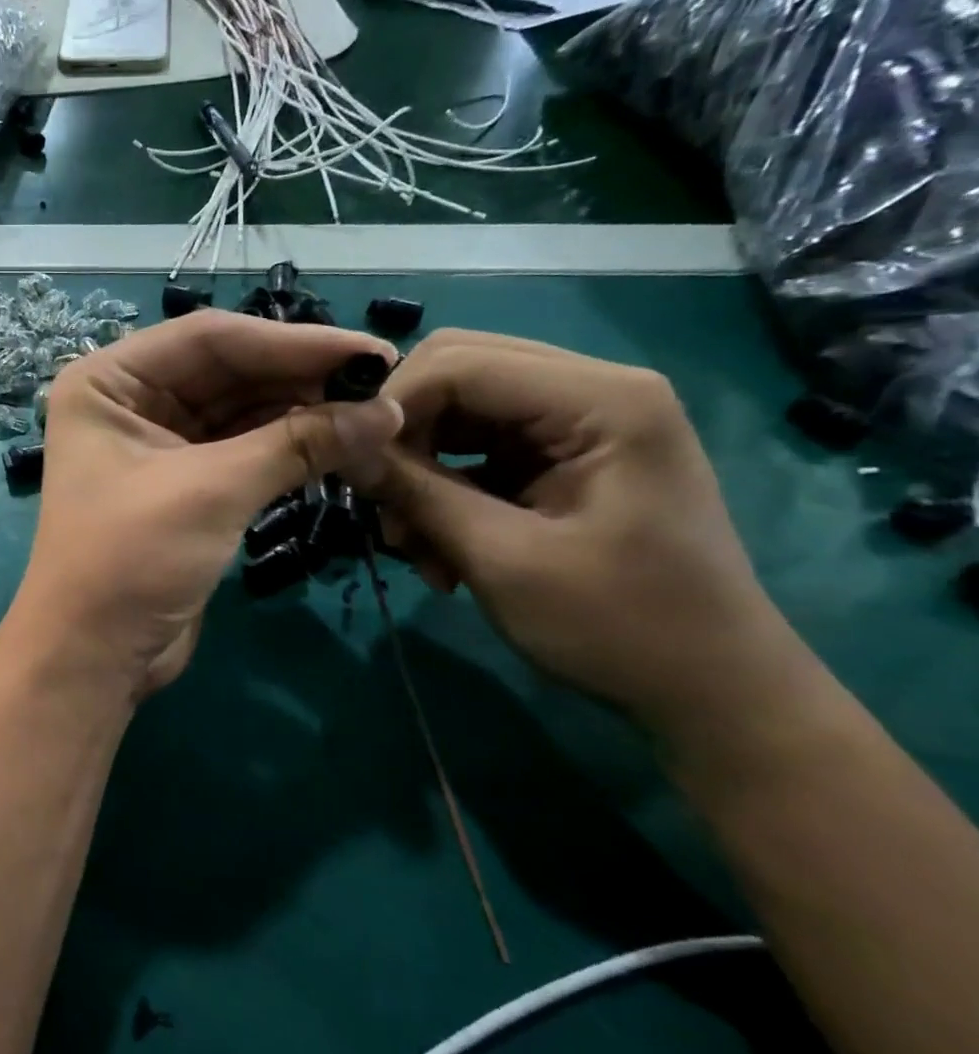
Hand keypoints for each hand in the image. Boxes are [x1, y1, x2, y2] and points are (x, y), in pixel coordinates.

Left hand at [13, 311, 400, 699]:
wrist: (93, 656)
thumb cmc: (131, 560)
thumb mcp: (211, 491)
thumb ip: (297, 443)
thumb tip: (386, 411)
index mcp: (109, 381)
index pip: (209, 339)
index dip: (292, 342)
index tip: (370, 353)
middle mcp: (128, 401)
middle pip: (228, 371)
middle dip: (301, 378)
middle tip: (384, 385)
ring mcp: (156, 444)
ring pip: (240, 411)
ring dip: (302, 414)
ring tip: (375, 416)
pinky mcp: (183, 486)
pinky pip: (242, 450)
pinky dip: (288, 448)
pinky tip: (341, 444)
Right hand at [352, 330, 796, 727]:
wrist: (710, 690)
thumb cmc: (621, 627)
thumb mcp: (503, 560)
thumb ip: (418, 492)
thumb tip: (343, 451)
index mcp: (601, 400)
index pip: (459, 363)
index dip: (392, 406)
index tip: (352, 470)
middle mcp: (590, 391)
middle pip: (455, 373)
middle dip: (405, 436)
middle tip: (384, 504)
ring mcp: (576, 422)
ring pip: (456, 413)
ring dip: (418, 472)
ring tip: (415, 546)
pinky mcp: (559, 456)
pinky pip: (473, 449)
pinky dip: (443, 491)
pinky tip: (441, 551)